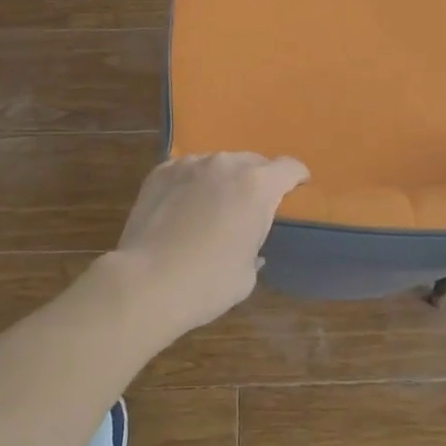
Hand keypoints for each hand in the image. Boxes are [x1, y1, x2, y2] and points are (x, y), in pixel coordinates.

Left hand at [110, 152, 309, 337]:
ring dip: (224, 179)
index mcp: (257, 186)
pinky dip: (193, 182)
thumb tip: (247, 243)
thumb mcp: (247, 273)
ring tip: (214, 205)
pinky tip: (184, 205)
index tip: (298, 187)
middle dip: (258, 179)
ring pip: (218, 163)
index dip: (297, 177)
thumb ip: (254, 246)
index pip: (289, 168)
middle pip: (253, 161)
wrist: (147, 282)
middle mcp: (226, 164)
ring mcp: (191, 164)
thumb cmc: (207, 283)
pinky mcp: (162, 171)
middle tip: (252, 205)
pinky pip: (188, 170)